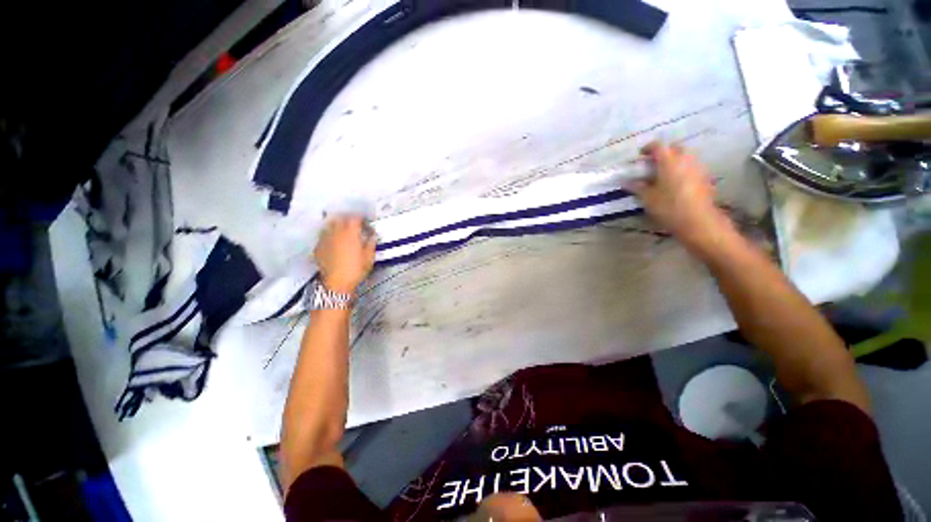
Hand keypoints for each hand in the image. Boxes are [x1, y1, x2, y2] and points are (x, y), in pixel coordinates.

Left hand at [314, 216, 375, 293]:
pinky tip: (333, 241)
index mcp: (351, 234)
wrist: (337, 283)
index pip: (355, 219)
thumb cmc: (356, 270)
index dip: (360, 218)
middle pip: (340, 219)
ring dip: (336, 225)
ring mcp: (325, 239)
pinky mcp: (318, 247)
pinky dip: (329, 235)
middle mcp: (336, 233)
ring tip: (342, 229)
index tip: (365, 221)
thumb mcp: (369, 257)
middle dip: (348, 219)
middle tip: (354, 223)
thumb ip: (371, 243)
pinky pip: (323, 236)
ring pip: (329, 225)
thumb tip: (373, 236)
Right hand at [628, 142, 734, 256]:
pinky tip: (675, 182)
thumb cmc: (669, 207)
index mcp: (669, 161)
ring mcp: (697, 167)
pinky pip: (691, 166)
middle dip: (663, 152)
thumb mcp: (648, 198)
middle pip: (674, 147)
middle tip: (652, 164)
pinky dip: (682, 169)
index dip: (648, 148)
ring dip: (674, 160)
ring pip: (685, 156)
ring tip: (663, 173)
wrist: (698, 220)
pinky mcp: (704, 177)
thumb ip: (637, 187)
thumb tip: (626, 182)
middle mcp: (685, 159)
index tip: (640, 155)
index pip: (658, 146)